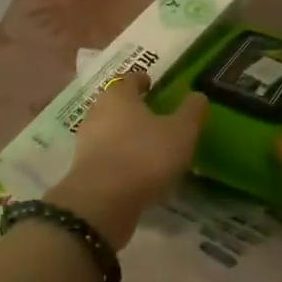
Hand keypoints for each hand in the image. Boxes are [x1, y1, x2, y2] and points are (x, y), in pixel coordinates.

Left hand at [47, 72, 206, 247]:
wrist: (102, 202)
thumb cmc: (144, 155)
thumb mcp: (181, 132)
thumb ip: (191, 111)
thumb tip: (198, 95)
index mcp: (118, 95)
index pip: (129, 79)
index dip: (142, 80)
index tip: (153, 85)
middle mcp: (97, 112)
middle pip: (116, 103)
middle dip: (133, 107)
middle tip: (154, 115)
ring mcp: (87, 142)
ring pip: (109, 130)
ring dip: (126, 134)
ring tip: (148, 145)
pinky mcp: (84, 169)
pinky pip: (106, 155)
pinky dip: (120, 157)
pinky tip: (136, 170)